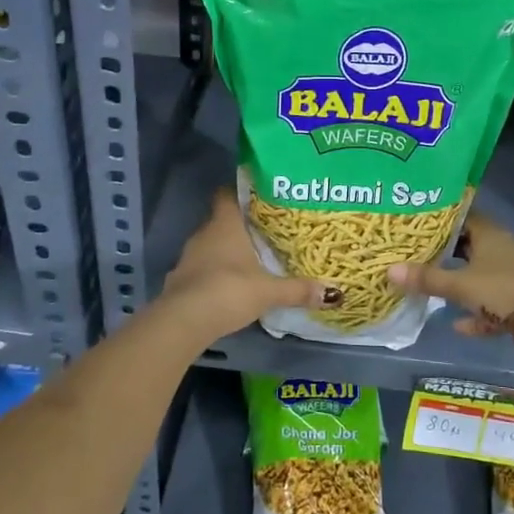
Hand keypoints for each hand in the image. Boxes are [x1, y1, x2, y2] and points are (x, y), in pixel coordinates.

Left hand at [156, 191, 336, 341]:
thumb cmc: (228, 290)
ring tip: (252, 258)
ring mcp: (188, 257)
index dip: (240, 192)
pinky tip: (230, 284)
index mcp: (225, 224)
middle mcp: (204, 234)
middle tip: (266, 230)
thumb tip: (333, 292)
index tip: (259, 195)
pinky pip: (201, 268)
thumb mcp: (269, 291)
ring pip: (211, 245)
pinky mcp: (180, 280)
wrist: (183, 321)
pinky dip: (214, 272)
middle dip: (240, 225)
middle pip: (221, 221)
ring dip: (226, 251)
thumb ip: (298, 289)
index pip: (227, 194)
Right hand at [389, 212, 513, 370]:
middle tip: (413, 254)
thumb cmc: (505, 293)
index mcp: (490, 236)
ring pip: (479, 277)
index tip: (414, 222)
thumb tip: (389, 270)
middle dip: (444, 252)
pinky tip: (459, 325)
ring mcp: (511, 279)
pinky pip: (490, 307)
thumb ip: (427, 279)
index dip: (439, 218)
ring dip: (459, 284)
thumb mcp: (461, 285)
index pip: (462, 216)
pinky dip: (476, 314)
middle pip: (468, 246)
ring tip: (430, 286)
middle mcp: (501, 252)